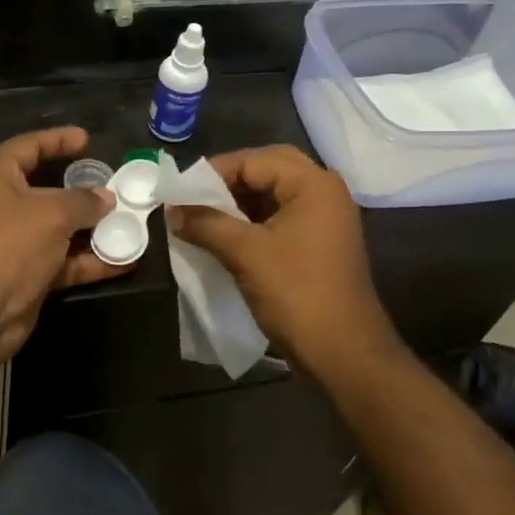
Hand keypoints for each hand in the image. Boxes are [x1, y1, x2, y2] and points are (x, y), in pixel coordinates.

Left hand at [0, 127, 117, 373]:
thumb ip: (83, 201)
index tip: (87, 140)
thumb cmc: (8, 245)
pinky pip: (65, 262)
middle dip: (84, 191)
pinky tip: (125, 260)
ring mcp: (17, 244)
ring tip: (131, 224)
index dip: (57, 140)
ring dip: (94, 229)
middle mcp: (4, 207)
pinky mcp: (29, 276)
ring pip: (61, 230)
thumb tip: (106, 198)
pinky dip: (91, 261)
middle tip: (118, 187)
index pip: (28, 147)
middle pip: (49, 190)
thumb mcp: (51, 213)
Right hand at [166, 145, 397, 375]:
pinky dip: (252, 222)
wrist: (343, 353)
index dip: (214, 173)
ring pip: (274, 194)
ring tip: (203, 217)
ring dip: (239, 203)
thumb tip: (172, 209)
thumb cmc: (296, 293)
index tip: (180, 192)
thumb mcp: (245, 253)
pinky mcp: (319, 244)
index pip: (254, 160)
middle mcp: (324, 192)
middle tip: (195, 198)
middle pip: (267, 170)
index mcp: (313, 184)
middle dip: (229, 182)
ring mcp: (325, 219)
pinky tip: (224, 237)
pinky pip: (280, 218)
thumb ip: (206, 223)